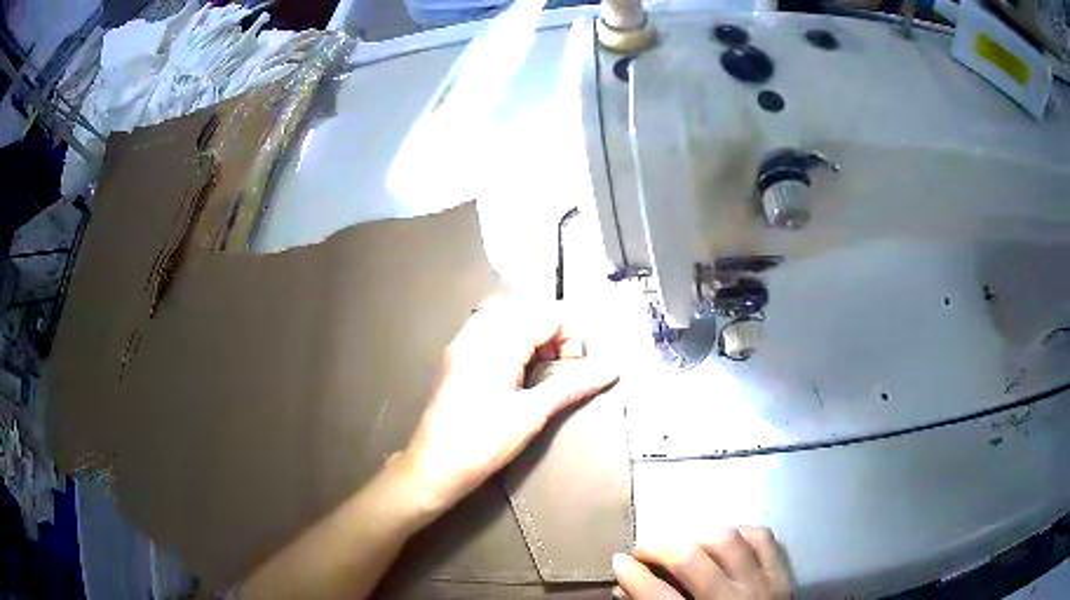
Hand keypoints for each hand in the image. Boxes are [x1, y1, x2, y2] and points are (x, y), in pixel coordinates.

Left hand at [395, 295, 618, 518]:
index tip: (570, 370)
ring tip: (535, 367)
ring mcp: (461, 341)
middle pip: (525, 304)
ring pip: (504, 312)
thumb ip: (571, 385)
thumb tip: (611, 369)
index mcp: (498, 342)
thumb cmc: (483, 442)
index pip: (548, 312)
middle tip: (554, 366)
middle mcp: (477, 332)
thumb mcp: (532, 414)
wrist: (433, 465)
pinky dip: (508, 338)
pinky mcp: (454, 355)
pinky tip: (512, 371)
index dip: (570, 337)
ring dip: (528, 331)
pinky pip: (486, 327)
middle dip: (550, 329)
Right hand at [612, 528, 790, 599]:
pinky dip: (742, 533)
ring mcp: (762, 584)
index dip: (632, 575)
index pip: (657, 595)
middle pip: (691, 559)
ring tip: (684, 544)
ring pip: (728, 540)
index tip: (619, 561)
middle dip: (660, 548)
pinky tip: (725, 542)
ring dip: (698, 537)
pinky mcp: (782, 574)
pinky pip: (763, 538)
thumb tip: (622, 589)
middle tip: (645, 550)